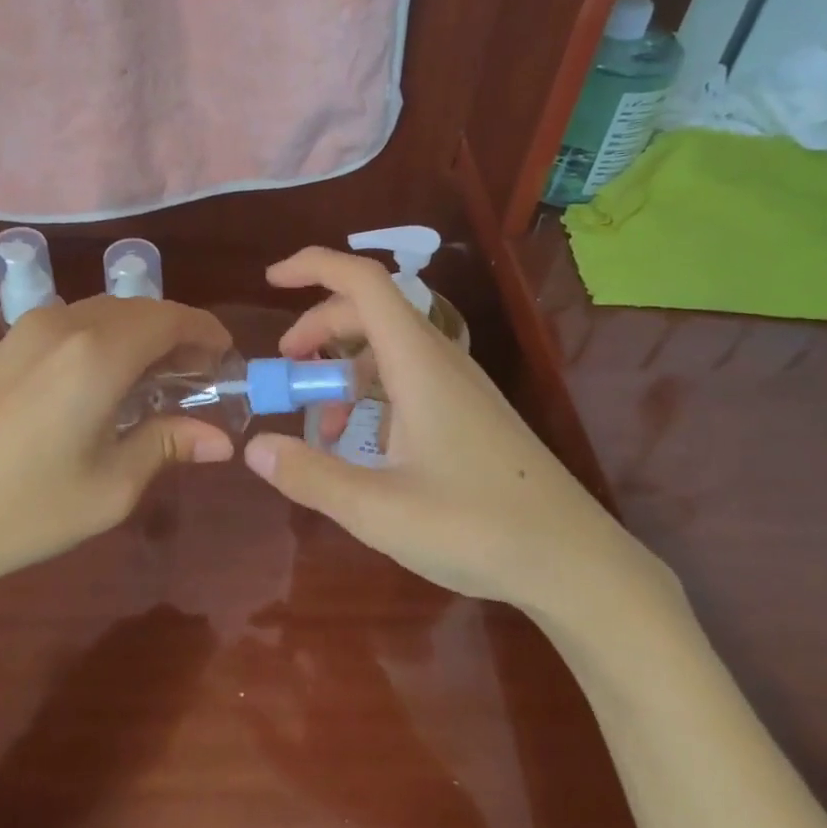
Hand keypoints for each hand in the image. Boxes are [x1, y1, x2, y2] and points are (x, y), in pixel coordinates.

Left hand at [0, 295, 234, 644]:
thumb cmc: (26, 510)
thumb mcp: (112, 487)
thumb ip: (169, 445)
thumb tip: (221, 440)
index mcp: (98, 353)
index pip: (172, 319)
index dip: (207, 334)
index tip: (227, 362)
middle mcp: (65, 324)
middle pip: (141, 310)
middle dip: (178, 336)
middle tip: (199, 380)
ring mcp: (28, 330)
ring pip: (107, 313)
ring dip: (142, 336)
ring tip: (158, 383)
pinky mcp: (5, 345)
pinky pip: (74, 324)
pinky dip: (106, 340)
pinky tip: (106, 383)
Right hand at [242, 249, 681, 636]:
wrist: (572, 561)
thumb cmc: (476, 528)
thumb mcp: (378, 509)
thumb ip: (311, 475)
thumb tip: (254, 447)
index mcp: (418, 363)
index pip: (364, 282)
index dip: (314, 266)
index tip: (271, 281)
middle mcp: (440, 360)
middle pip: (370, 311)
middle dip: (318, 327)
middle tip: (285, 369)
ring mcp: (459, 386)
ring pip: (389, 347)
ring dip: (345, 367)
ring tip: (322, 423)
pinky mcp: (468, 412)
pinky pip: (408, 378)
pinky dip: (372, 393)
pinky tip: (363, 444)